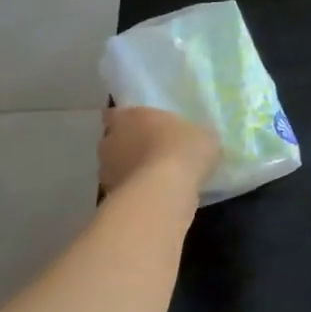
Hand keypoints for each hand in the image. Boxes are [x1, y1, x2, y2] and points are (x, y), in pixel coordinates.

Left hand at [99, 107, 218, 198]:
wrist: (165, 190)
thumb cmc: (182, 149)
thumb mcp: (203, 135)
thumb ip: (195, 134)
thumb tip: (200, 138)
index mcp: (128, 117)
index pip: (115, 114)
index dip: (128, 121)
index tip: (142, 127)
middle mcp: (110, 140)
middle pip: (114, 141)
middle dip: (129, 146)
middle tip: (153, 153)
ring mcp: (107, 171)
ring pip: (116, 168)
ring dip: (131, 172)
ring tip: (156, 180)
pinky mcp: (112, 196)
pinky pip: (125, 190)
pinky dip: (136, 193)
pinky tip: (156, 197)